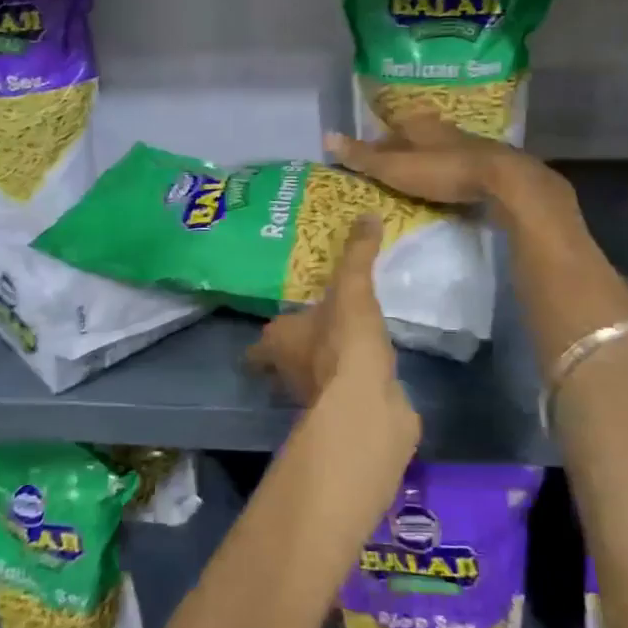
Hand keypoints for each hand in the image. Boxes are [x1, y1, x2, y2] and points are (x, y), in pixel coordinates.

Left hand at [246, 215, 415, 444]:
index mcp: (278, 341)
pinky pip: (344, 391)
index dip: (263, 342)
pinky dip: (351, 381)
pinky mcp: (346, 413)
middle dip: (294, 350)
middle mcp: (289, 372)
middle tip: (313, 329)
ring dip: (322, 366)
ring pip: (311, 379)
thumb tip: (368, 214)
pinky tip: (368, 367)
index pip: (260, 344)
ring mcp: (316, 397)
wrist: (367, 405)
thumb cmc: (343, 340)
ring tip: (342, 344)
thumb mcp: (351, 288)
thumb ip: (357, 254)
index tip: (274, 330)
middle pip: (283, 362)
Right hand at [324, 114, 520, 204]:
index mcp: (416, 124)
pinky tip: (437, 192)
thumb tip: (326, 136)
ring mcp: (463, 145)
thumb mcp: (394, 166)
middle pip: (410, 141)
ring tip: (406, 188)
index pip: (386, 130)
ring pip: (432, 153)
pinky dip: (440, 178)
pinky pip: (451, 168)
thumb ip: (362, 155)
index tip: (363, 164)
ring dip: (420, 167)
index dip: (373, 146)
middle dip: (397, 156)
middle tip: (383, 178)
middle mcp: (439, 129)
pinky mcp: (480, 164)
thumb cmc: (441, 170)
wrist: (500, 180)